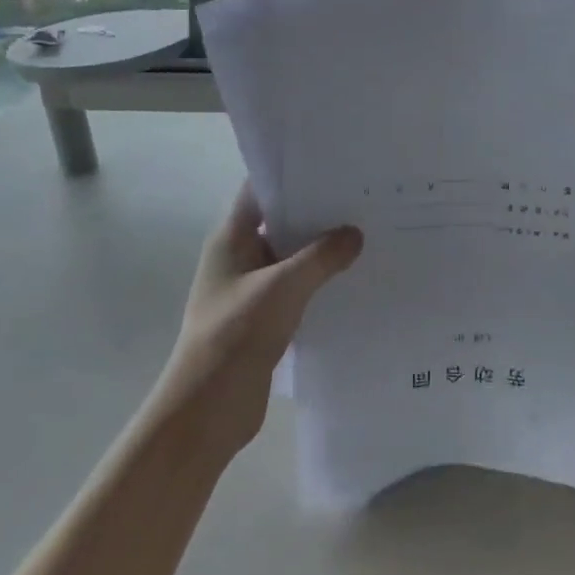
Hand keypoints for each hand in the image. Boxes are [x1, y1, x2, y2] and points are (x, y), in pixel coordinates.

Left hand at [156, 183, 362, 463]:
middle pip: (280, 222)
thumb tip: (355, 234)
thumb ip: (321, 257)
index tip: (334, 166)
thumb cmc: (236, 334)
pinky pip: (296, 288)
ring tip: (367, 235)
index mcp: (232, 238)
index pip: (261, 190)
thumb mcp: (284, 288)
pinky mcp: (263, 318)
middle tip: (363, 199)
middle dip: (317, 213)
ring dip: (321, 250)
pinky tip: (353, 279)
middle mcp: (239, 257)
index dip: (293, 175)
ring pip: (291, 258)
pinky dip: (319, 282)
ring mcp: (250, 289)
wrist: (208, 408)